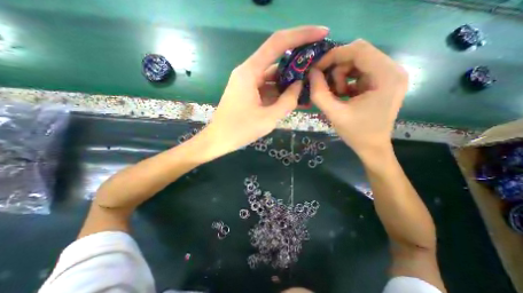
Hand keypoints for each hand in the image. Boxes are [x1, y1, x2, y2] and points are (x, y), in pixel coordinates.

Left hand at [201, 27, 327, 155]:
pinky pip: (268, 87)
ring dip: (290, 81)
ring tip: (309, 86)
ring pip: (273, 76)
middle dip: (298, 63)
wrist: (220, 139)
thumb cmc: (240, 129)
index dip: (301, 35)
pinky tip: (293, 98)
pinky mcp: (249, 92)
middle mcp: (248, 72)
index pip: (278, 43)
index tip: (322, 33)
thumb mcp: (269, 118)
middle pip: (277, 59)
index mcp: (250, 72)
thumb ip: (287, 101)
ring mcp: (248, 82)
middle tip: (318, 67)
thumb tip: (299, 85)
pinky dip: (280, 92)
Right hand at [307, 39, 410, 157]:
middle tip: (326, 84)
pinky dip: (346, 81)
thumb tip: (311, 73)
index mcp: (386, 76)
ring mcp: (389, 75)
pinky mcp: (383, 82)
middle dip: (336, 67)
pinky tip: (343, 95)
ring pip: (357, 62)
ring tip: (336, 94)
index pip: (358, 50)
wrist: (372, 147)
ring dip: (341, 76)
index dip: (333, 55)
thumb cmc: (356, 133)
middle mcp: (393, 70)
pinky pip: (360, 72)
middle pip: (359, 53)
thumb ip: (319, 93)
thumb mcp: (334, 114)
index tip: (316, 68)